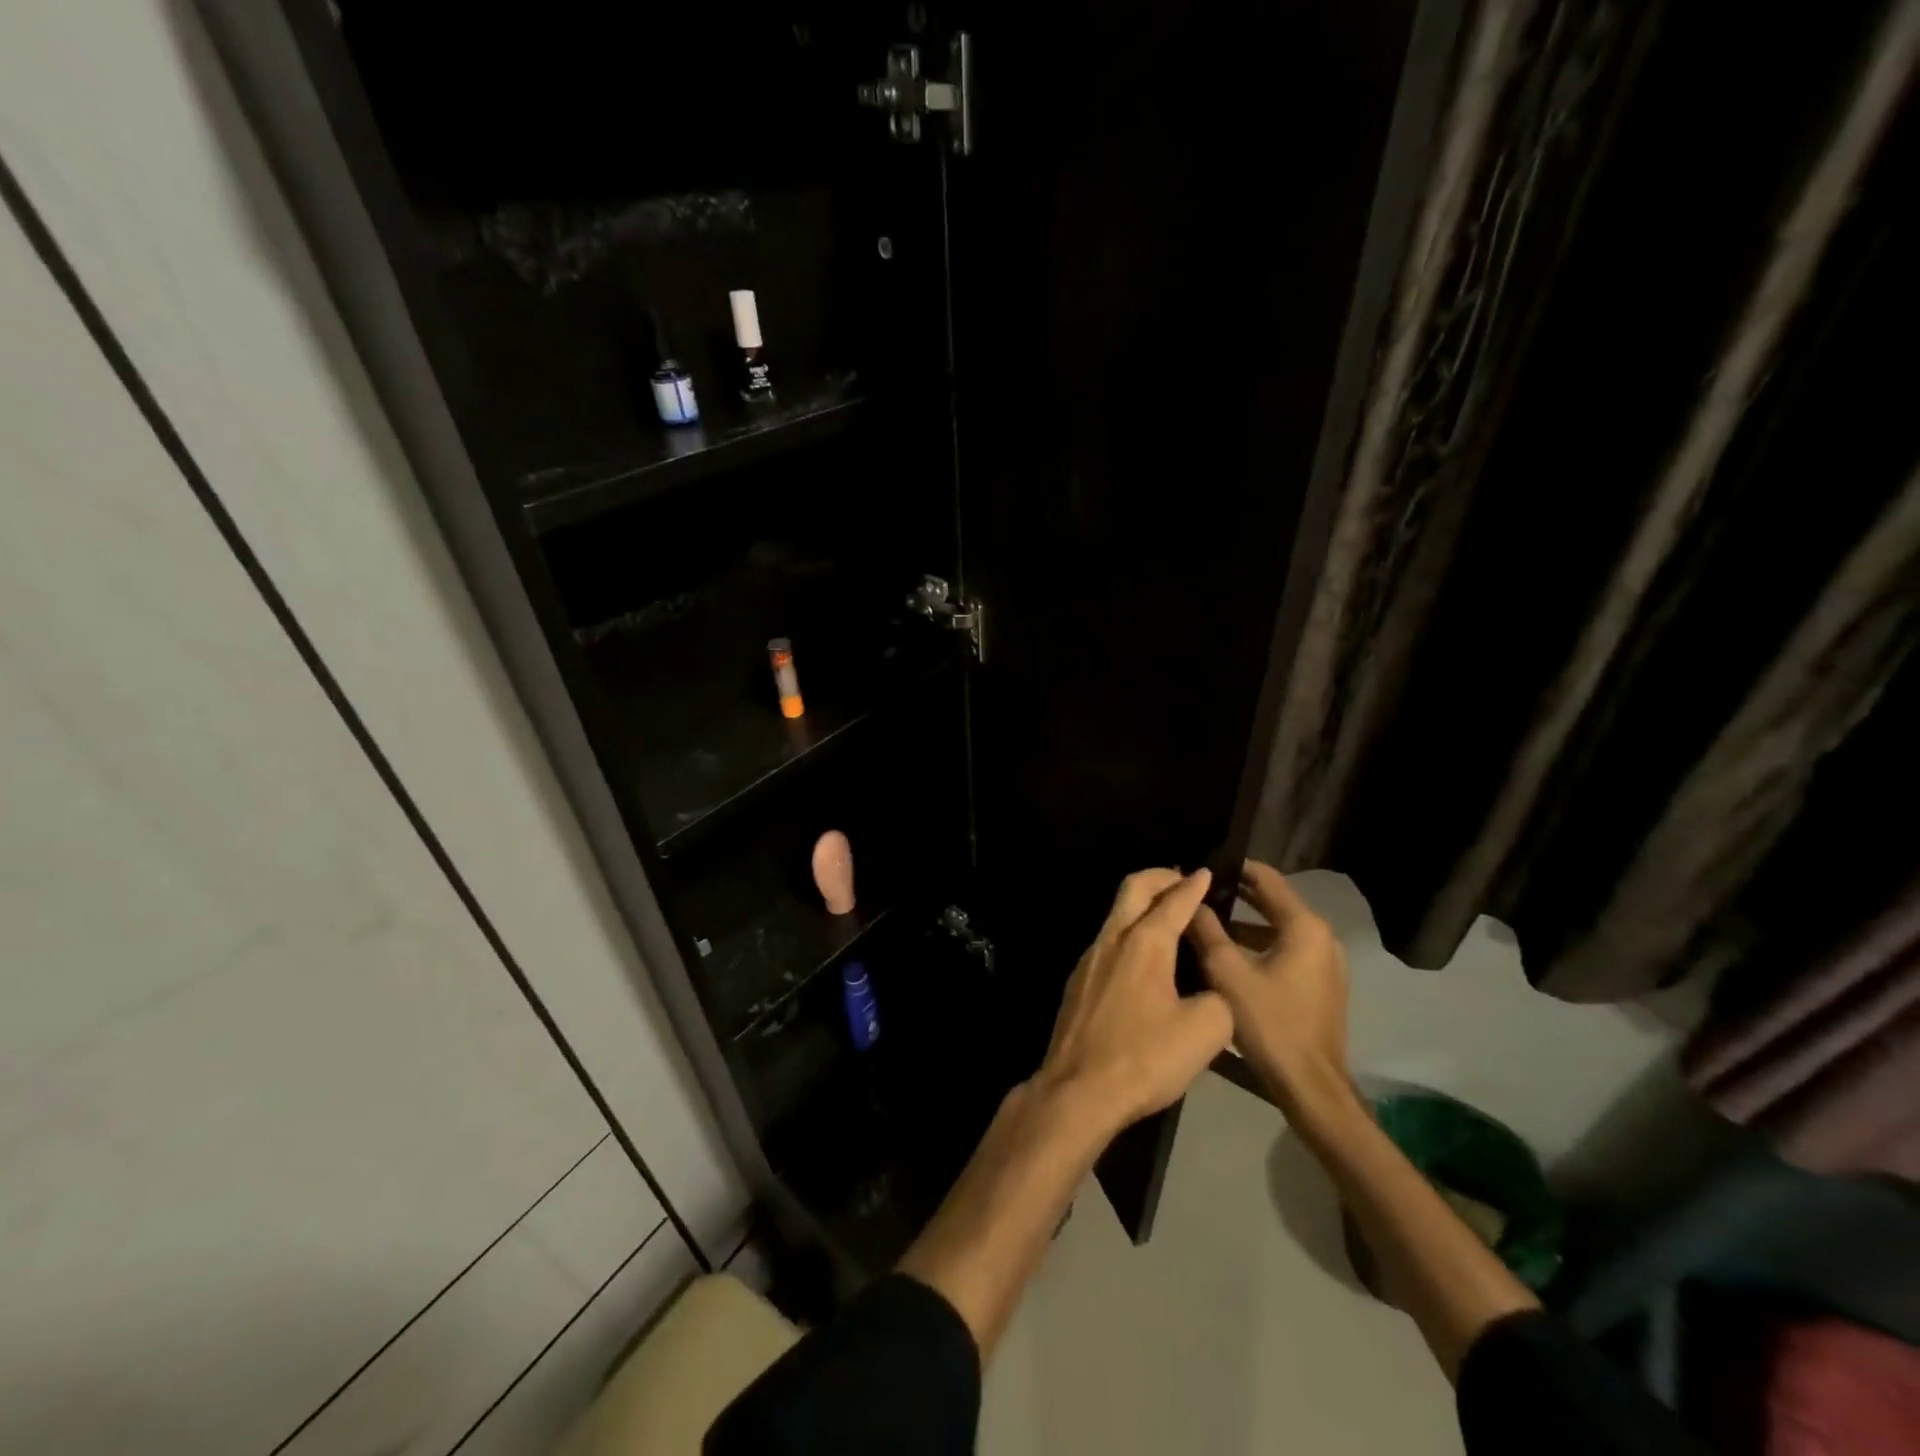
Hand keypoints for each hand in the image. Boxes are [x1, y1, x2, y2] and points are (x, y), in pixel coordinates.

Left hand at [1034, 868, 1234, 1133]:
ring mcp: (1089, 960)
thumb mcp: (1204, 1032)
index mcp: (1144, 944)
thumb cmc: (1144, 1058)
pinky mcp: (1078, 982)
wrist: (1077, 1091)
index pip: (1173, 901)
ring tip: (1168, 917)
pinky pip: (1108, 941)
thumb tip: (1214, 992)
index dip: (1193, 885)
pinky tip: (1143, 959)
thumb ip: (1219, 999)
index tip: (1206, 872)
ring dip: (1142, 905)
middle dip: (1160, 877)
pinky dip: (1129, 933)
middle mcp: (1112, 940)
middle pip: (1133, 889)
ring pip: (1116, 914)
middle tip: (1182, 881)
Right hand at [1186, 860, 1350, 1110]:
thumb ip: (1206, 930)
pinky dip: (1259, 946)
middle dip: (1236, 896)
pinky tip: (1228, 955)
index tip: (1203, 867)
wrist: (1310, 1086)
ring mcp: (1325, 962)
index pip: (1266, 878)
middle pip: (1274, 902)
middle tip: (1198, 893)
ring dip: (1245, 924)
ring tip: (1205, 922)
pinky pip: (1286, 951)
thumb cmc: (1269, 1022)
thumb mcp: (1227, 972)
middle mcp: (1322, 937)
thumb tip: (1191, 900)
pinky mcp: (1321, 984)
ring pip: (1278, 929)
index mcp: (1304, 926)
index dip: (1233, 868)